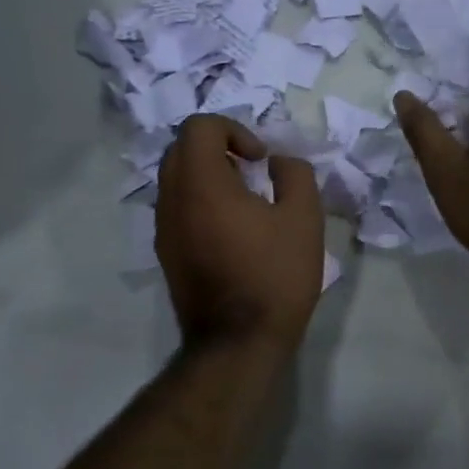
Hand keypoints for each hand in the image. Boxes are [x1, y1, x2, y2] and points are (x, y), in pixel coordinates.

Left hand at [156, 115, 324, 351]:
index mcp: (201, 183)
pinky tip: (231, 231)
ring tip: (244, 202)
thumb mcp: (304, 217)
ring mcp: (164, 228)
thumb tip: (277, 162)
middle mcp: (171, 199)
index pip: (199, 126)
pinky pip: (176, 208)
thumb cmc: (274, 275)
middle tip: (251, 172)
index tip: (260, 159)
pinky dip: (199, 202)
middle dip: (218, 148)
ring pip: (175, 179)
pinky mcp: (166, 253)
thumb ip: (294, 174)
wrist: (238, 342)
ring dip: (207, 175)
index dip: (234, 129)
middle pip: (181, 148)